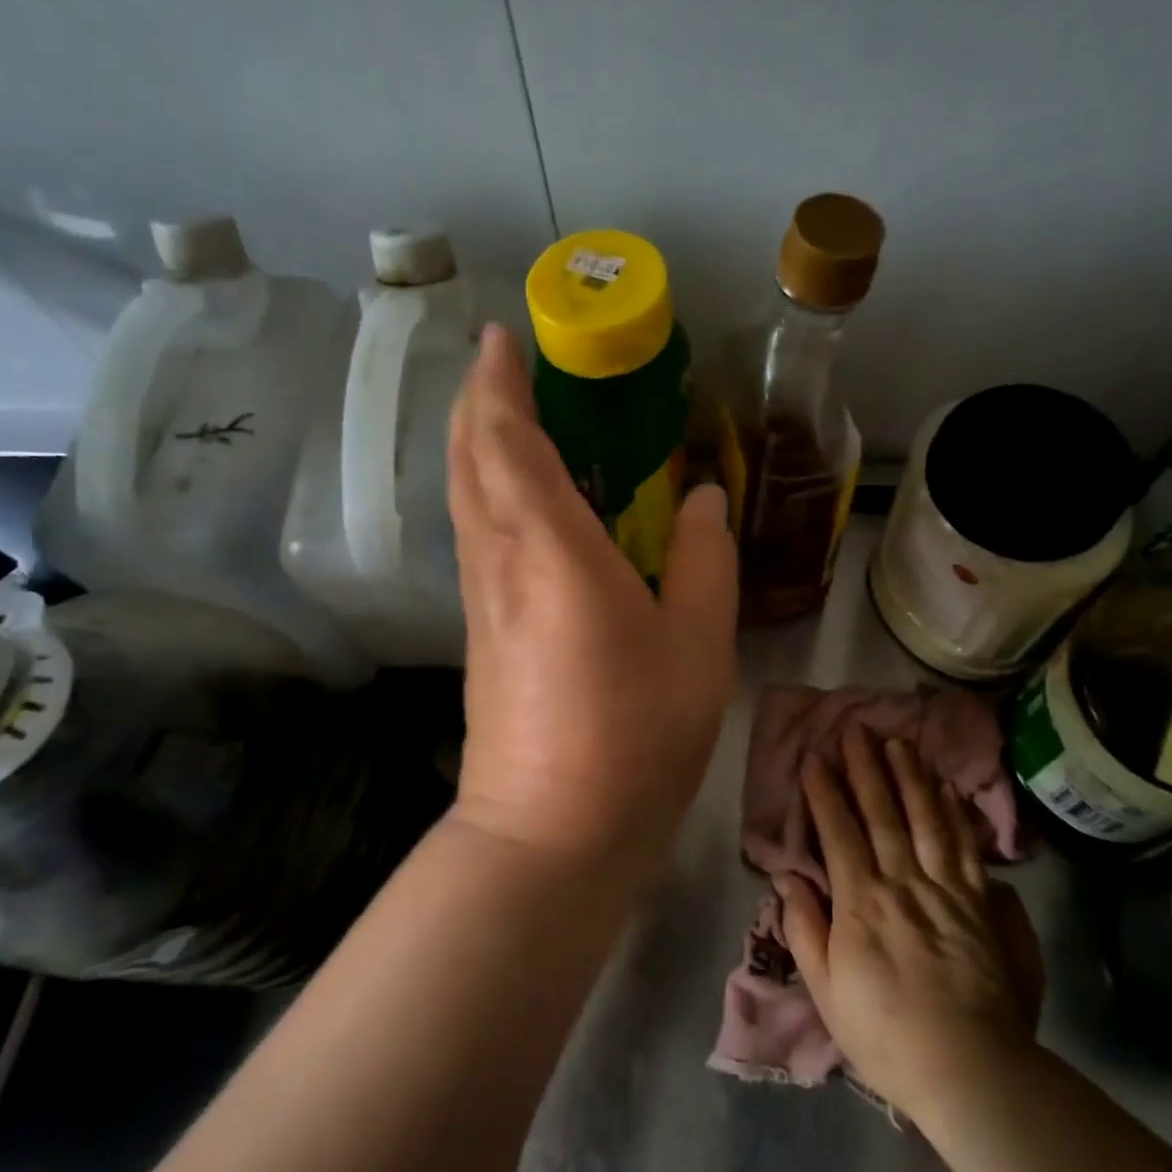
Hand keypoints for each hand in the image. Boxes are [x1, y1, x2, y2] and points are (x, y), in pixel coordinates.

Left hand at [446, 324, 737, 870]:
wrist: (552, 833)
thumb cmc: (635, 734)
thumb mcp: (698, 645)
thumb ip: (706, 561)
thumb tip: (706, 501)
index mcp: (551, 549)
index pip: (508, 440)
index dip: (500, 382)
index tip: (505, 338)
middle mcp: (500, 561)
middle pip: (470, 459)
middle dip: (479, 401)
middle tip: (506, 364)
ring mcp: (482, 600)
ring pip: (465, 498)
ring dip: (477, 445)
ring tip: (512, 417)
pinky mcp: (481, 634)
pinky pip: (476, 537)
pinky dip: (487, 494)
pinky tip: (520, 503)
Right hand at [778, 724, 1043, 1115]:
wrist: (972, 1070)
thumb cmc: (886, 1034)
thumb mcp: (827, 990)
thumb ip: (805, 929)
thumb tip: (787, 879)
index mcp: (862, 902)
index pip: (839, 832)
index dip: (825, 791)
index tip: (815, 756)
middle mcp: (904, 882)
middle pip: (883, 813)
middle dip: (867, 767)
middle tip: (857, 728)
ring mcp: (948, 890)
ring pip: (927, 819)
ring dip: (910, 777)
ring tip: (899, 743)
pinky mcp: (983, 905)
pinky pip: (965, 847)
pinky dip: (954, 813)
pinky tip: (947, 789)